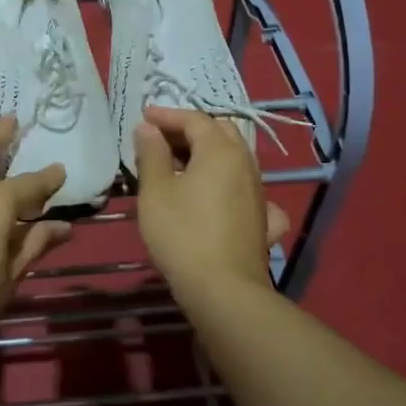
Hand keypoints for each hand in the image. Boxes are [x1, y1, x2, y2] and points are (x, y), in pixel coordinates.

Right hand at [135, 106, 288, 306]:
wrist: (223, 289)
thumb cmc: (182, 233)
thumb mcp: (155, 191)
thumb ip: (151, 154)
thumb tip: (148, 128)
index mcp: (220, 151)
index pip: (195, 119)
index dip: (167, 115)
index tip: (144, 117)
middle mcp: (246, 164)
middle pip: (220, 133)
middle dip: (190, 129)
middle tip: (161, 138)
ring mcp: (258, 192)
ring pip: (234, 159)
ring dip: (207, 154)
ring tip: (179, 165)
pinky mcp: (261, 218)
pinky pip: (245, 189)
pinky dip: (228, 183)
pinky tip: (221, 197)